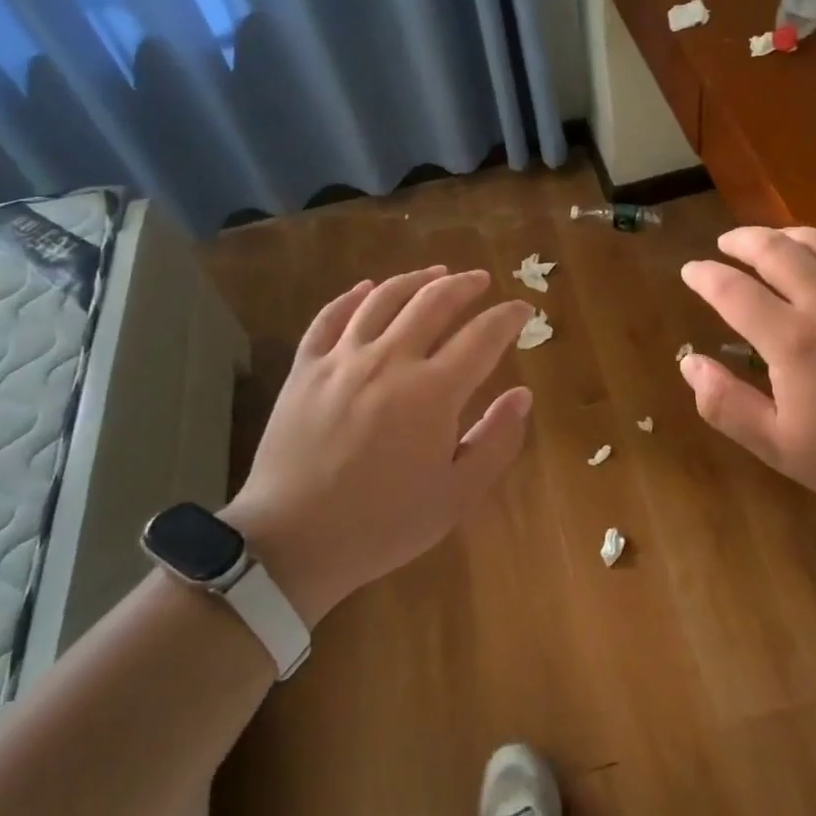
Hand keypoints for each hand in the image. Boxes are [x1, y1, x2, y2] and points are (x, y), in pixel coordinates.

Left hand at [222, 266, 532, 626]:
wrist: (292, 543)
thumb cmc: (383, 524)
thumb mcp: (456, 496)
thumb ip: (496, 441)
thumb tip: (523, 395)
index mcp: (433, 392)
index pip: (482, 336)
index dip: (508, 317)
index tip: (522, 310)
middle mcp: (390, 360)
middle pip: (434, 302)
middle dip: (465, 285)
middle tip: (481, 280)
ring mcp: (342, 359)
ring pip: (383, 298)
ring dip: (415, 279)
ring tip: (435, 273)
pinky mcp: (305, 368)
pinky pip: (330, 317)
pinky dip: (352, 296)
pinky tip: (366, 288)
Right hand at [679, 227, 815, 532]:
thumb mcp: (781, 447)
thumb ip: (727, 405)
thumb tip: (689, 363)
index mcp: (792, 339)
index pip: (733, 290)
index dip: (705, 276)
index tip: (690, 270)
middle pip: (775, 249)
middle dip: (741, 241)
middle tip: (725, 244)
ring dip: (784, 236)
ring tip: (768, 242)